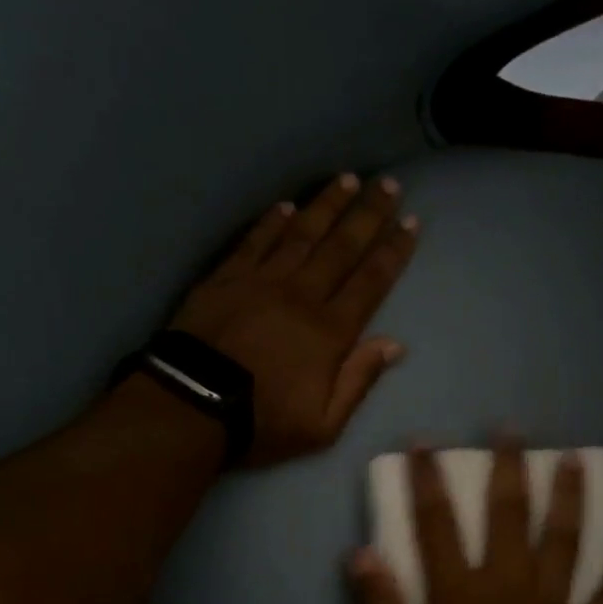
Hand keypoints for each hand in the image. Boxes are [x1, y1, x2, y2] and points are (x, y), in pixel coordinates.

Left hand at [172, 174, 417, 466]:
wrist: (192, 408)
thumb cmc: (263, 422)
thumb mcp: (324, 424)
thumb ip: (359, 380)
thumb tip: (394, 344)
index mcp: (330, 331)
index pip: (371, 281)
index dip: (393, 251)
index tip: (410, 222)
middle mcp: (301, 295)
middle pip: (342, 247)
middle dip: (368, 214)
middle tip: (389, 184)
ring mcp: (261, 281)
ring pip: (302, 234)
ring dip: (327, 205)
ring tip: (348, 179)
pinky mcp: (226, 278)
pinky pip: (255, 241)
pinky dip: (272, 221)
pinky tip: (287, 205)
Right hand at [347, 439, 602, 603]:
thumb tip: (363, 554)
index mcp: (460, 597)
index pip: (438, 525)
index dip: (428, 481)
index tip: (424, 444)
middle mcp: (508, 592)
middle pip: (511, 518)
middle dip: (509, 469)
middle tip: (513, 431)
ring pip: (565, 545)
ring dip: (570, 500)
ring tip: (577, 462)